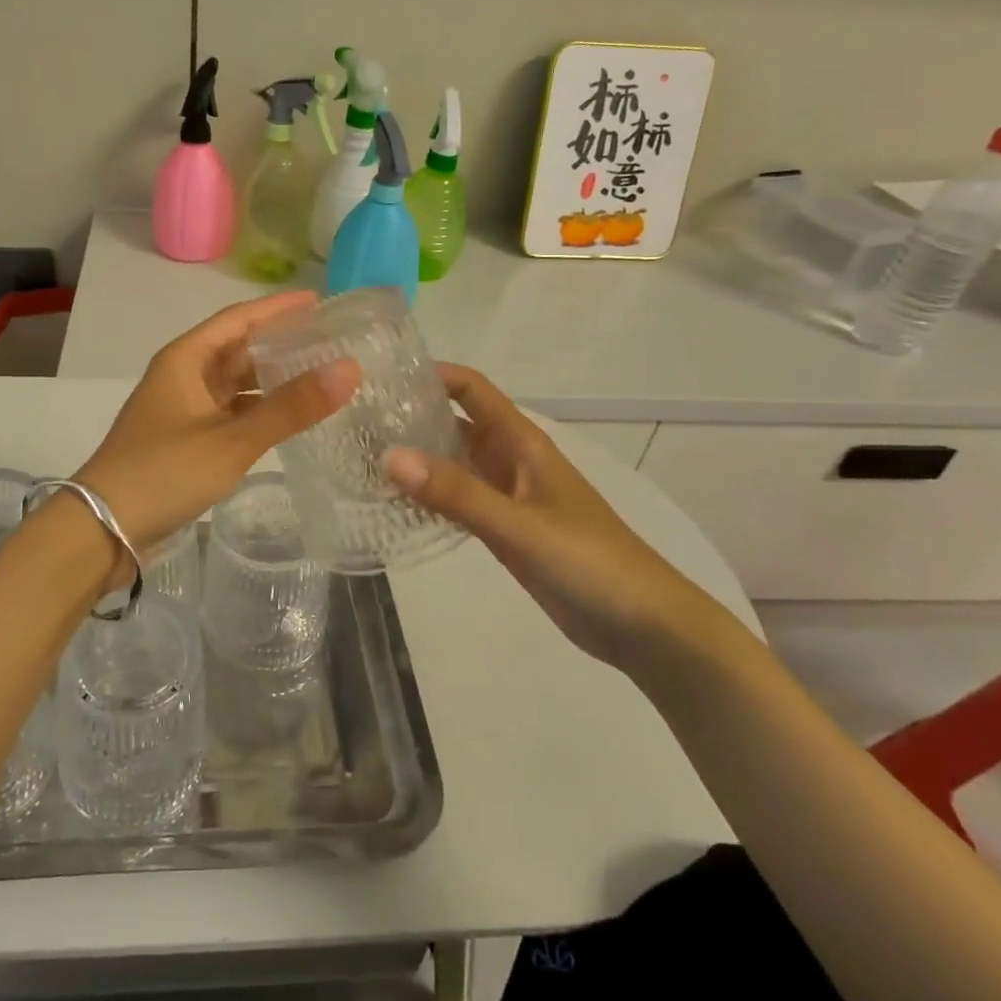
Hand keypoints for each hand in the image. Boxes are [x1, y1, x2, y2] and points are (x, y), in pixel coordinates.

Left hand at [76, 293, 360, 580]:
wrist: (103, 528)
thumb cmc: (164, 472)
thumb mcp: (232, 440)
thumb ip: (290, 407)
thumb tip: (349, 368)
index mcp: (186, 359)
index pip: (239, 319)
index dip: (278, 308)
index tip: (319, 302)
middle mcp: (183, 376)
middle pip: (237, 349)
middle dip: (280, 344)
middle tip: (329, 343)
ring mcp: (182, 409)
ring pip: (234, 383)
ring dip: (271, 380)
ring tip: (318, 377)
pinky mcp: (185, 439)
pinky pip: (230, 412)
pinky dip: (257, 411)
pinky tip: (287, 419)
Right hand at [384, 364, 736, 670]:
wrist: (643, 626)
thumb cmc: (589, 561)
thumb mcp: (519, 524)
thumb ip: (456, 493)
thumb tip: (389, 456)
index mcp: (522, 442)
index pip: (472, 390)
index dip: (432, 375)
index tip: (382, 376)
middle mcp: (511, 460)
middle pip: (456, 423)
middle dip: (413, 416)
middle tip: (358, 420)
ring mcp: (507, 496)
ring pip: (454, 462)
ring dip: (418, 457)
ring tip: (363, 455)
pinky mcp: (505, 530)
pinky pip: (459, 500)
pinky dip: (430, 496)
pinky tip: (395, 503)